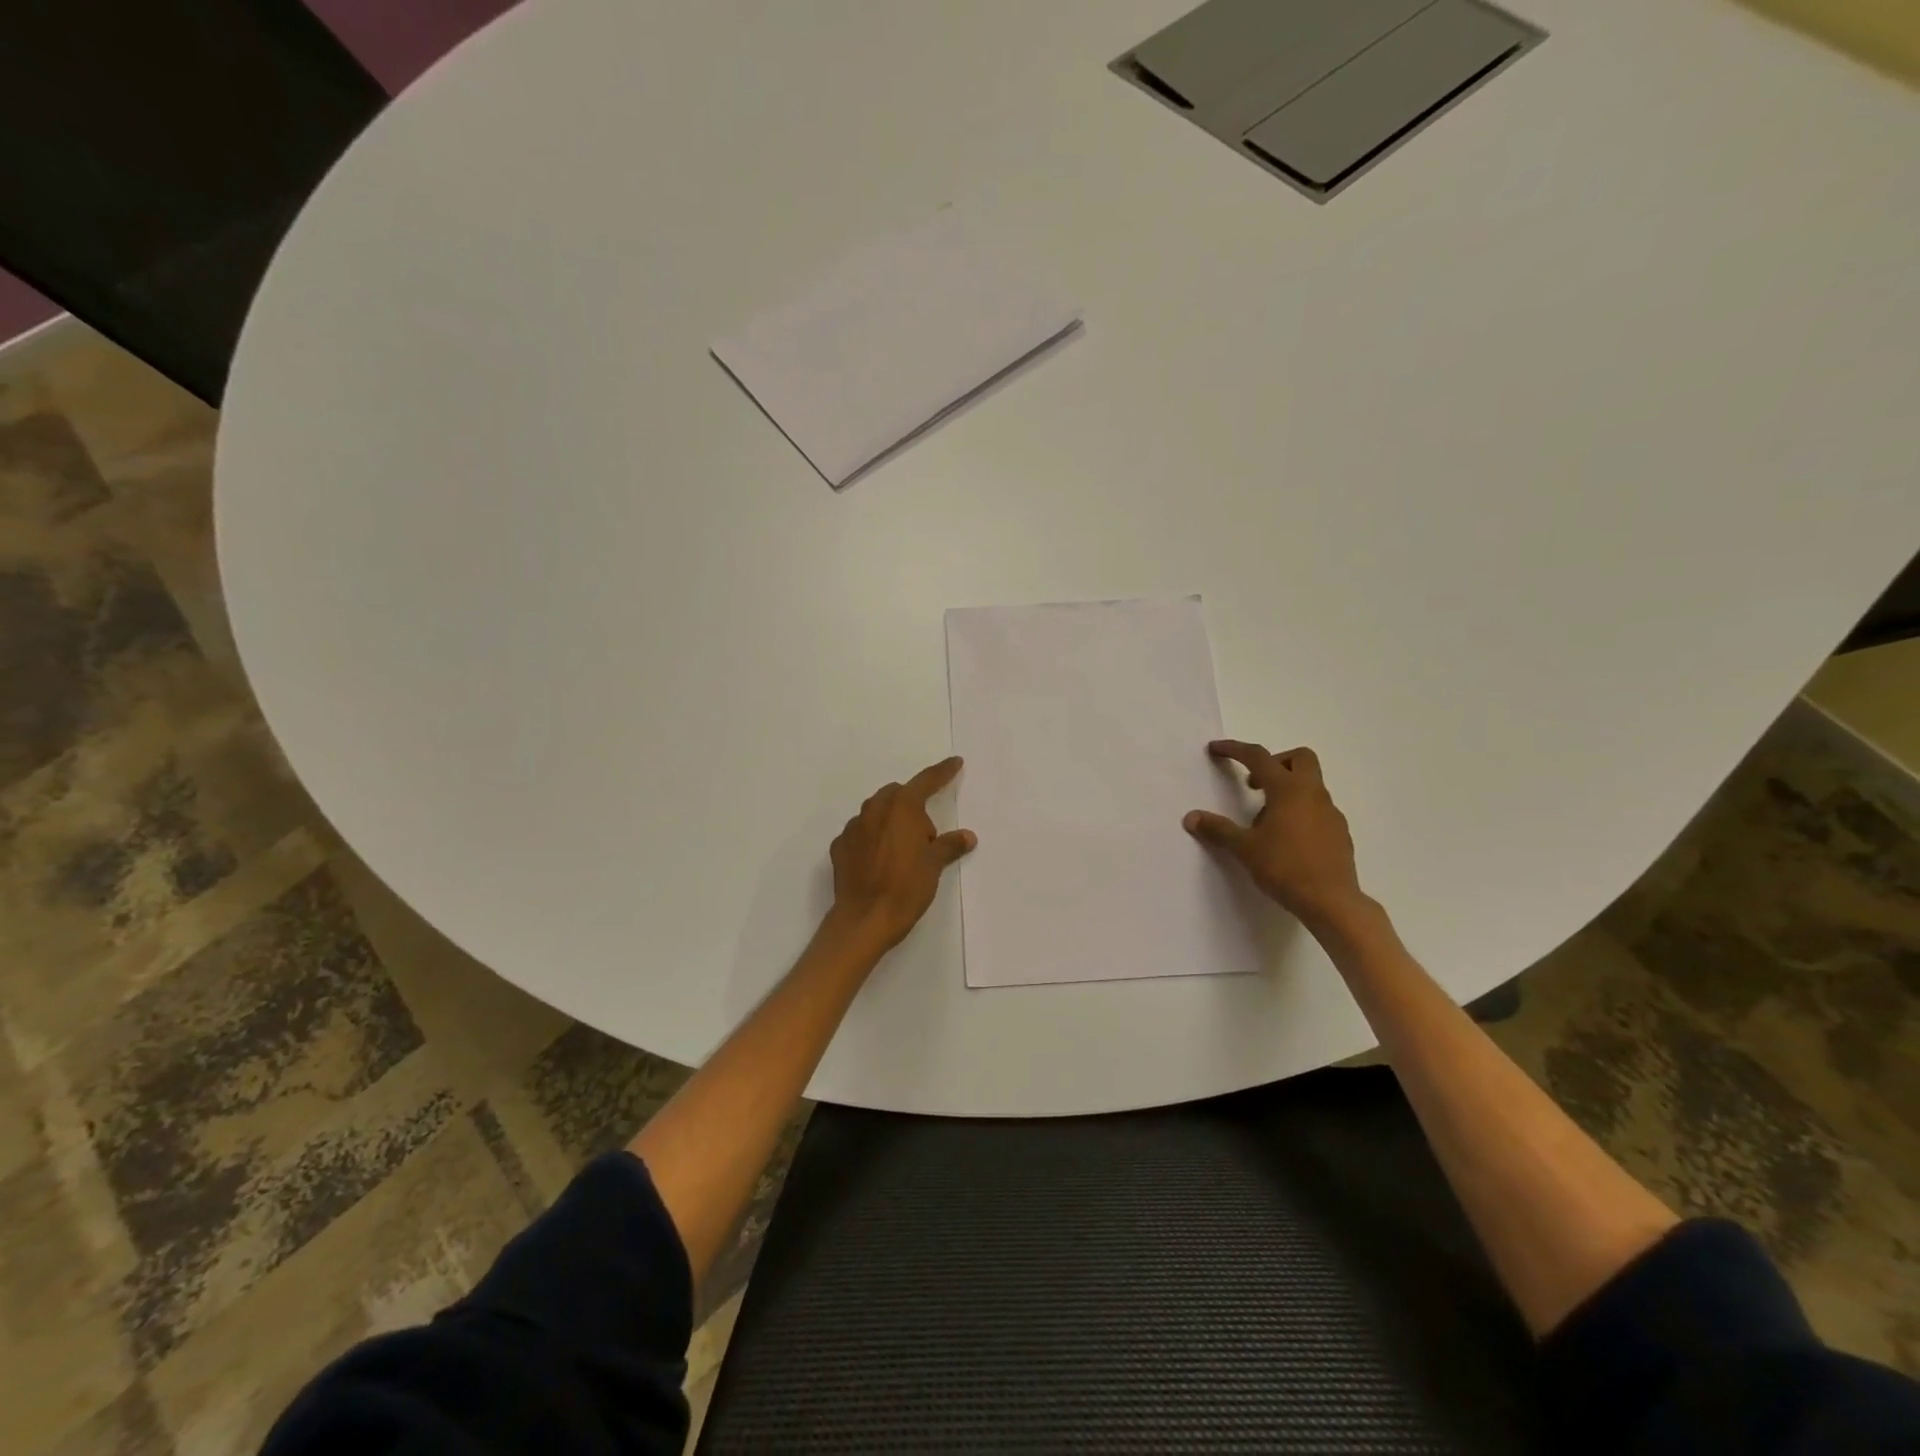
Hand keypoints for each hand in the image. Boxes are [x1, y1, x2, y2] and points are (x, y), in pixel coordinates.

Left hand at [828, 757, 975, 952]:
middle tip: (926, 837)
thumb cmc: (906, 888)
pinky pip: (861, 833)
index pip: (926, 781)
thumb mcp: (933, 865)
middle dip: (913, 806)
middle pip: (898, 795)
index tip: (954, 762)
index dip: (942, 772)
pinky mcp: (839, 847)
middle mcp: (874, 810)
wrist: (864, 919)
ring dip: (891, 821)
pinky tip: (880, 862)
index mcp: (901, 808)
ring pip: (876, 812)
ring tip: (902, 851)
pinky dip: (872, 839)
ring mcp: (853, 828)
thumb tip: (967, 836)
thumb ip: (949, 845)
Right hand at [1184, 741, 1367, 931]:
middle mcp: (1313, 794)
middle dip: (1275, 762)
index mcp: (1288, 790)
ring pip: (1310, 785)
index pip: (1259, 757)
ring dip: (1286, 790)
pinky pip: (1318, 809)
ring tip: (1265, 822)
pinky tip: (1287, 839)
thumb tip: (1191, 817)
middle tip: (1254, 785)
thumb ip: (1218, 829)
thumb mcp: (1245, 848)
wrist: (1332, 902)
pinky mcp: (1339, 832)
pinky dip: (1300, 811)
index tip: (1216, 749)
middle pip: (1299, 758)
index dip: (1235, 749)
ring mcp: (1331, 813)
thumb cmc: (1285, 868)